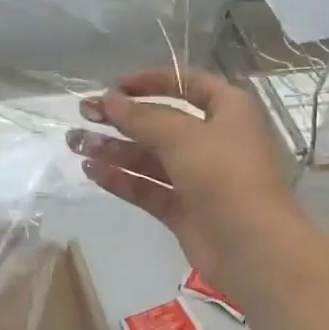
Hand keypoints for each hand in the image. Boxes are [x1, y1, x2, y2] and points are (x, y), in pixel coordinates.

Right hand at [67, 70, 294, 280]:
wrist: (252, 248)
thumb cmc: (224, 175)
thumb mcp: (181, 136)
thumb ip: (140, 117)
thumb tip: (106, 99)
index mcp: (229, 111)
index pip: (187, 84)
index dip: (150, 81)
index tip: (113, 87)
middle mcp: (214, 140)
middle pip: (161, 122)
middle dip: (122, 118)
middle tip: (84, 114)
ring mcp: (198, 177)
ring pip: (150, 157)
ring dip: (113, 149)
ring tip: (76, 144)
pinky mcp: (184, 208)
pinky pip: (148, 187)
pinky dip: (121, 179)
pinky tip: (91, 171)